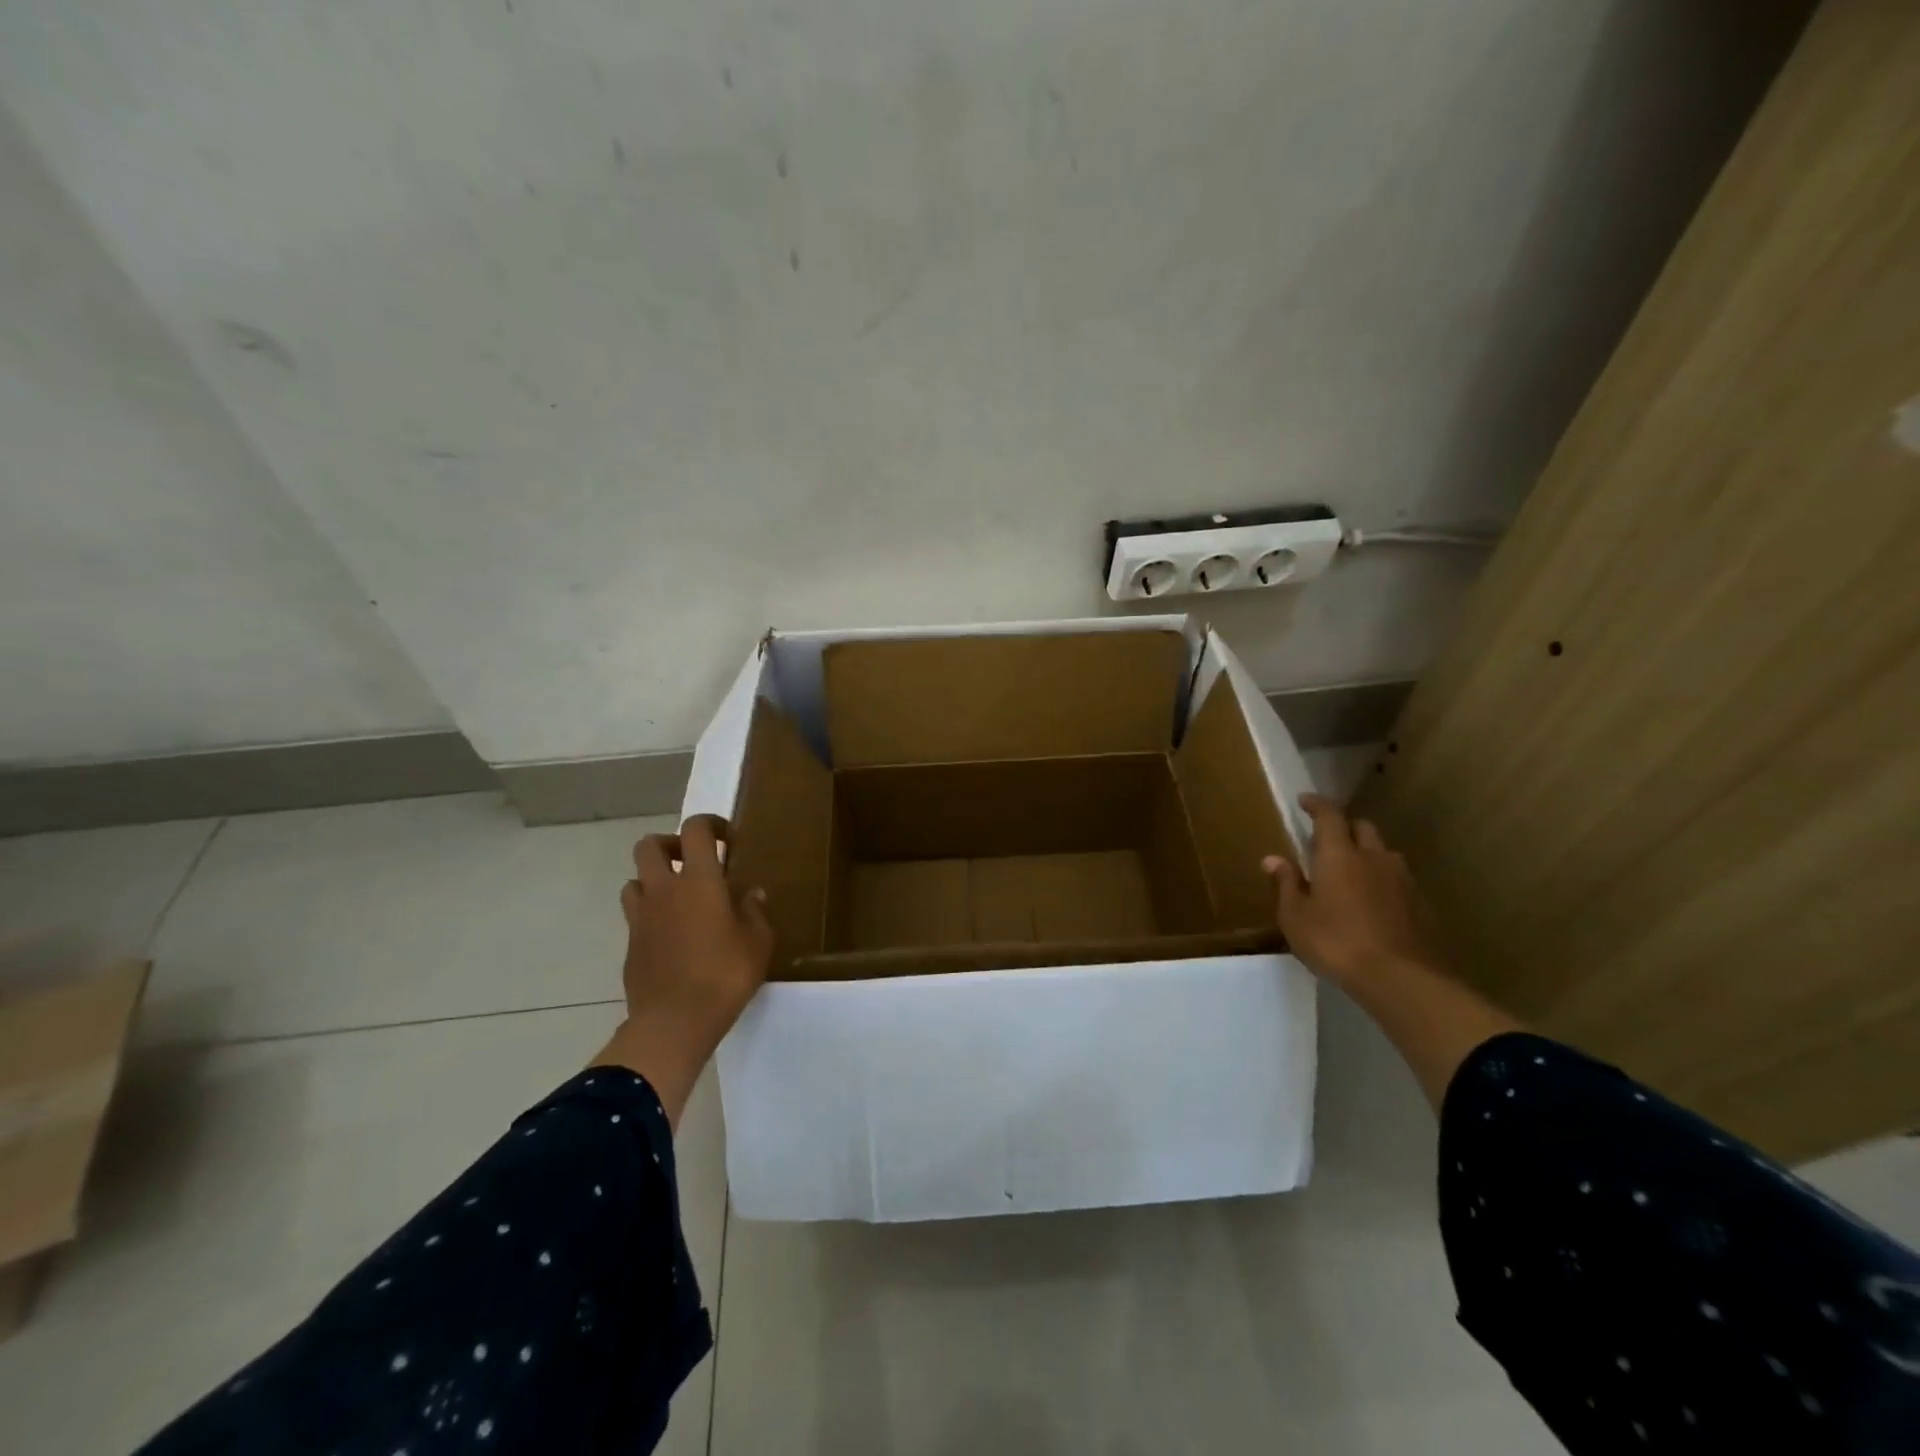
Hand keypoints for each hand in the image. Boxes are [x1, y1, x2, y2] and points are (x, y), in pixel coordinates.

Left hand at [593, 815, 773, 1125]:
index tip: (728, 840)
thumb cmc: (724, 975)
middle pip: (649, 845)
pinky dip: (650, 915)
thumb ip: (754, 912)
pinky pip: (635, 916)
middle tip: (692, 862)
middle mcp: (664, 890)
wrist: (673, 1022)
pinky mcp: (630, 946)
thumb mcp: (758, 942)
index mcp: (699, 880)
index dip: (711, 824)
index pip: (695, 829)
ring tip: (678, 899)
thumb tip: (752, 894)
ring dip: (653, 880)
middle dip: (670, 844)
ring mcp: (641, 918)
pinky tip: (671, 937)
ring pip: (634, 880)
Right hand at [1263, 793, 1443, 989]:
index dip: (1316, 804)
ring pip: (1383, 853)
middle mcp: (1373, 857)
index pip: (1329, 815)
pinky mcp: (1420, 904)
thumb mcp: (1295, 917)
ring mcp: (1402, 879)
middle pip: (1362, 828)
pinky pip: (1397, 880)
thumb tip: (1273, 859)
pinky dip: (1382, 882)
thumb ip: (1285, 884)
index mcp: (1339, 855)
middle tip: (1327, 841)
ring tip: (1352, 874)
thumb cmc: (1335, 941)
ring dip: (1367, 854)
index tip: (1304, 801)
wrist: (1401, 978)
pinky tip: (1374, 904)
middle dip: (1344, 828)